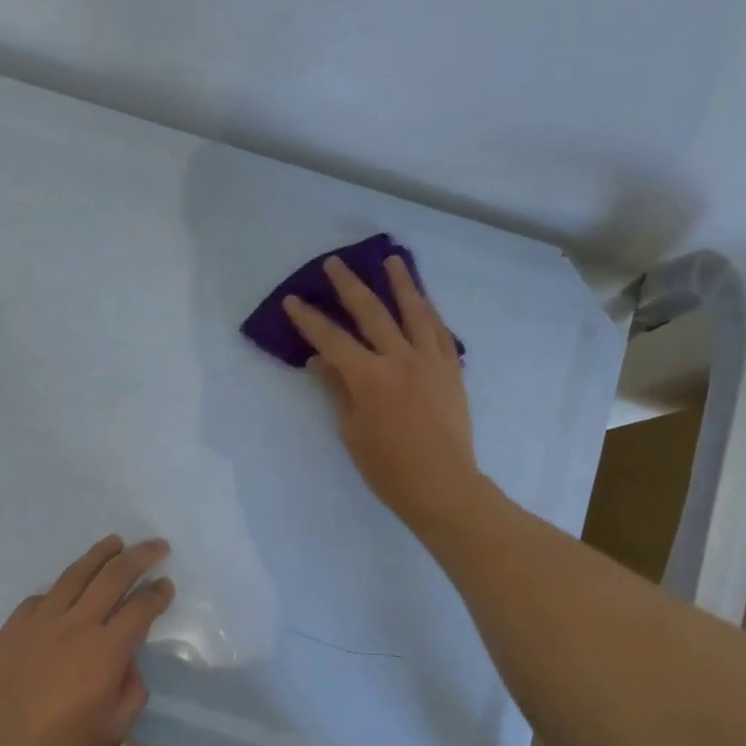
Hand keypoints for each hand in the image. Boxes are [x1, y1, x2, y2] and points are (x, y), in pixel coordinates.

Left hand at [0, 535, 172, 745]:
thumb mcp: (115, 727)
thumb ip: (132, 688)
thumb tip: (126, 663)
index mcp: (107, 648)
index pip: (141, 607)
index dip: (158, 594)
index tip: (166, 585)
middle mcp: (77, 623)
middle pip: (114, 575)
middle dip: (140, 556)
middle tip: (156, 546)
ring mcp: (40, 621)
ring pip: (75, 574)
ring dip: (99, 554)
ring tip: (114, 542)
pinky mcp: (12, 628)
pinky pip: (41, 598)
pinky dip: (60, 589)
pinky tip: (64, 591)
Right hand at [283, 254, 483, 530]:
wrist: (443, 485)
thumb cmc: (389, 468)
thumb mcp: (353, 430)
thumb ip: (338, 389)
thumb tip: (319, 360)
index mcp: (370, 377)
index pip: (333, 340)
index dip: (310, 320)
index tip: (293, 300)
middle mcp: (401, 359)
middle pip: (372, 313)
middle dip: (349, 286)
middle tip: (335, 263)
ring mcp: (431, 361)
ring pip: (415, 311)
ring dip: (401, 283)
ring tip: (392, 260)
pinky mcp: (451, 370)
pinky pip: (441, 331)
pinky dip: (429, 312)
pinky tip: (424, 301)